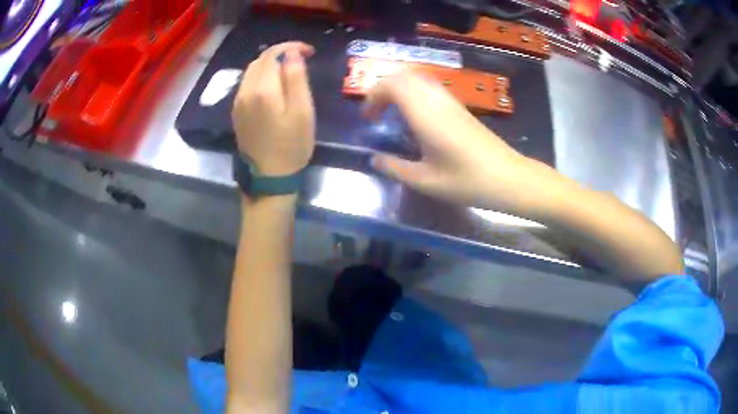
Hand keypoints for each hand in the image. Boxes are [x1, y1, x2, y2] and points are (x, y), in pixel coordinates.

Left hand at [232, 42, 315, 175]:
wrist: (269, 178)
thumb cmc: (292, 146)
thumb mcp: (302, 111)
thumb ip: (296, 79)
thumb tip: (291, 54)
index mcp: (262, 90)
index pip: (273, 54)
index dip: (291, 47)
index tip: (309, 51)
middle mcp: (245, 92)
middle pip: (260, 60)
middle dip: (280, 53)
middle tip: (302, 59)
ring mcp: (238, 103)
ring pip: (252, 71)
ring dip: (270, 64)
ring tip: (289, 69)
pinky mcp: (237, 112)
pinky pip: (247, 84)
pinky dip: (261, 76)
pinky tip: (274, 85)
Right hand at [366, 73, 558, 215]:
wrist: (508, 177)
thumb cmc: (467, 181)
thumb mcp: (425, 181)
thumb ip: (395, 168)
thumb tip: (374, 160)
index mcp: (425, 115)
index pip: (393, 85)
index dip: (373, 95)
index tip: (368, 118)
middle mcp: (437, 100)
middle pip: (404, 76)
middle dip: (383, 88)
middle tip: (376, 113)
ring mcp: (451, 101)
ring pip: (419, 79)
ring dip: (399, 89)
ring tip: (392, 113)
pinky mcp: (460, 107)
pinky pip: (431, 88)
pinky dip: (415, 93)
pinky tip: (416, 117)